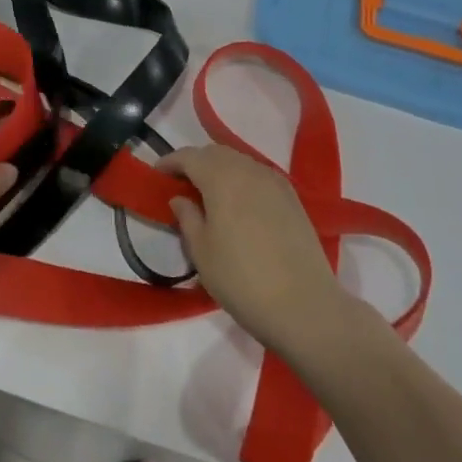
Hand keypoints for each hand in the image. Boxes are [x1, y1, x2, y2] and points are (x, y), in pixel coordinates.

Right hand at [163, 143, 359, 360]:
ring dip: (219, 169)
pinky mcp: (293, 199)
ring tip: (208, 194)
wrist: (305, 307)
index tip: (156, 175)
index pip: (189, 156)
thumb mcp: (202, 252)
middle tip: (180, 184)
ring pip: (239, 161)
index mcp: (221, 178)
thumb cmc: (242, 280)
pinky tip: (238, 203)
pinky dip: (242, 179)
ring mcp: (275, 183)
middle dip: (194, 162)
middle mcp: (248, 170)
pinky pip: (259, 175)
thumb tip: (180, 198)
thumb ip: (187, 217)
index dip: (169, 162)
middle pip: (215, 153)